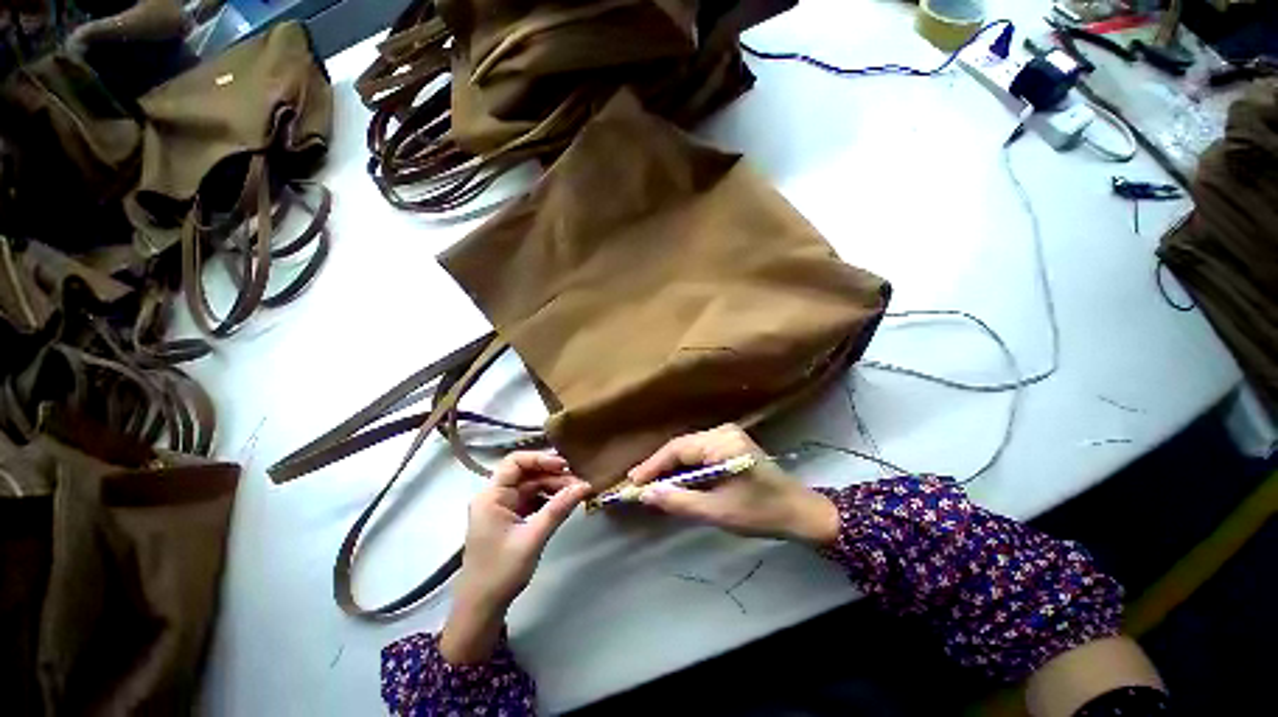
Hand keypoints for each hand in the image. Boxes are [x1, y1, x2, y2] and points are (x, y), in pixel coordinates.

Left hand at [440, 452, 591, 663]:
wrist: (481, 608)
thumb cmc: (501, 571)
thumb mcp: (533, 538)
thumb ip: (558, 509)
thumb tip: (584, 486)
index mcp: (491, 496)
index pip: (515, 462)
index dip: (540, 458)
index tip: (564, 467)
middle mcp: (494, 496)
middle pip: (526, 473)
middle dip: (553, 476)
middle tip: (578, 484)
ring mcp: (501, 507)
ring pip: (531, 486)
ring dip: (553, 487)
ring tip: (575, 494)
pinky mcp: (508, 518)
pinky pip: (530, 499)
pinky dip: (547, 499)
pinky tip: (563, 504)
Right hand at [629, 424, 839, 546]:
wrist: (798, 511)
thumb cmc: (761, 513)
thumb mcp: (718, 511)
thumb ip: (680, 501)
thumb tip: (646, 494)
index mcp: (723, 443)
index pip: (678, 449)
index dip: (653, 465)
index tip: (632, 482)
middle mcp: (723, 432)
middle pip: (681, 446)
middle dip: (659, 466)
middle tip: (637, 484)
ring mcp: (727, 435)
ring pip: (688, 448)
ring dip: (670, 466)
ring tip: (650, 483)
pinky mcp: (729, 443)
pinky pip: (698, 452)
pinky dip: (684, 466)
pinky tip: (673, 479)